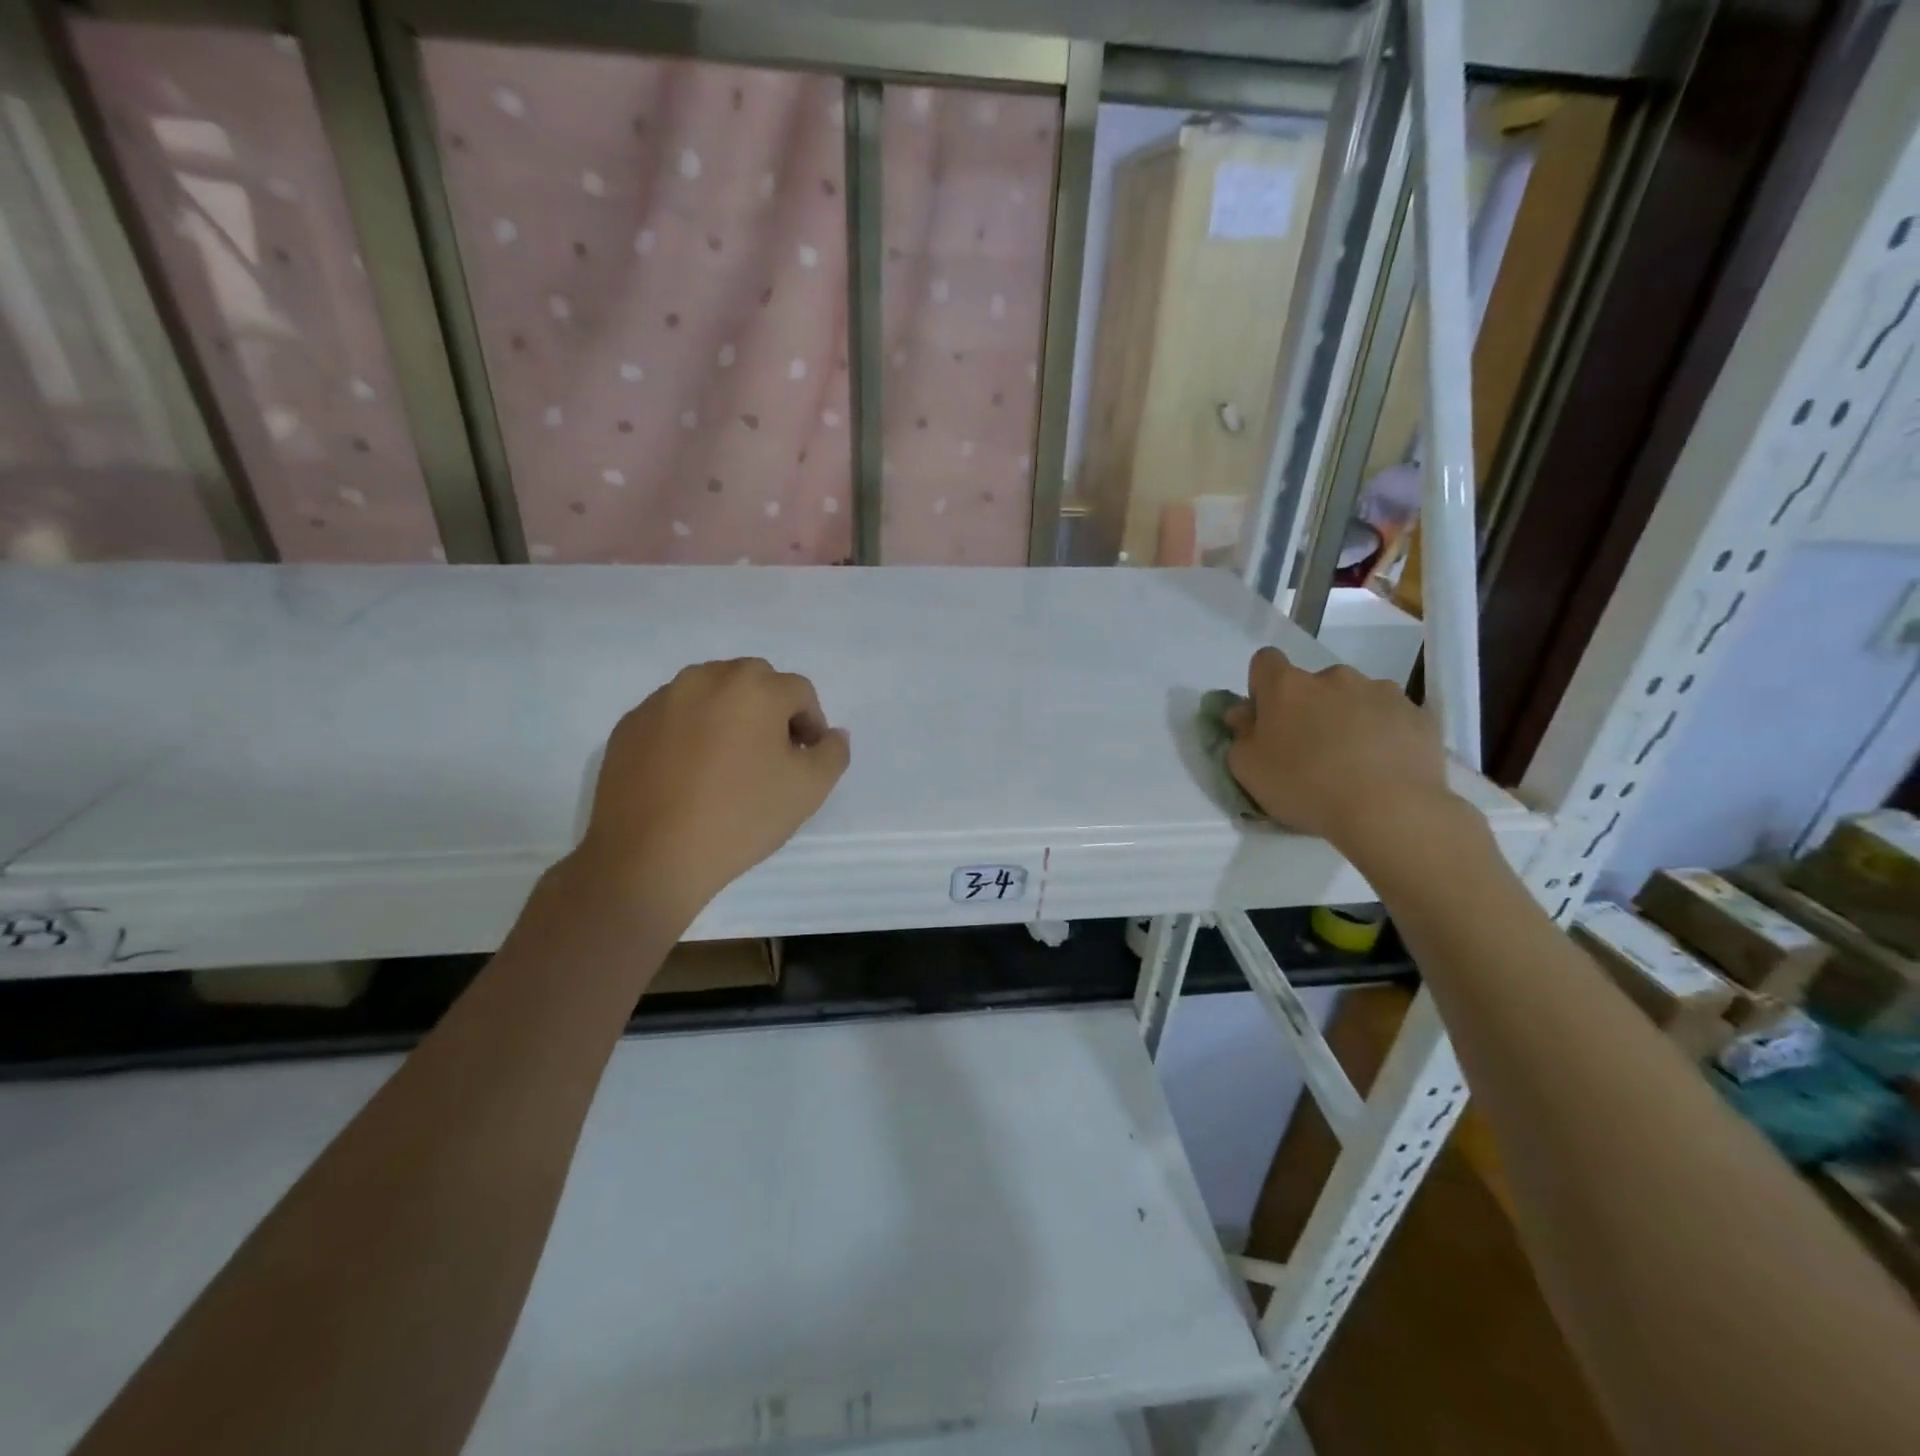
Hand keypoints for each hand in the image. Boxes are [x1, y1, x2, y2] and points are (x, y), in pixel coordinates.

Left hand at [575, 658, 849, 915]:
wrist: (649, 857)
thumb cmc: (740, 817)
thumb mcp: (809, 790)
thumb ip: (833, 752)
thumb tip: (831, 734)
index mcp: (753, 687)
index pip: (799, 692)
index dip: (811, 725)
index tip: (804, 761)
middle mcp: (705, 678)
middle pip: (753, 682)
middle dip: (769, 712)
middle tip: (769, 758)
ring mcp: (661, 700)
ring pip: (709, 695)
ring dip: (727, 717)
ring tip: (726, 766)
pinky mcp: (629, 725)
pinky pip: (673, 717)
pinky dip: (688, 733)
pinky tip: (687, 776)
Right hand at [1224, 647, 1455, 850]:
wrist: (1390, 810)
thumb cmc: (1305, 786)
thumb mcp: (1248, 769)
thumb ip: (1240, 734)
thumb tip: (1243, 713)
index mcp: (1287, 686)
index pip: (1265, 661)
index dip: (1262, 687)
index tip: (1267, 718)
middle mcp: (1334, 677)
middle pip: (1313, 684)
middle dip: (1310, 708)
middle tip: (1311, 750)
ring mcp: (1381, 691)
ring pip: (1355, 698)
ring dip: (1349, 718)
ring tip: (1354, 762)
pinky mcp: (1418, 714)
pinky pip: (1392, 717)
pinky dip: (1385, 733)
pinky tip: (1384, 767)